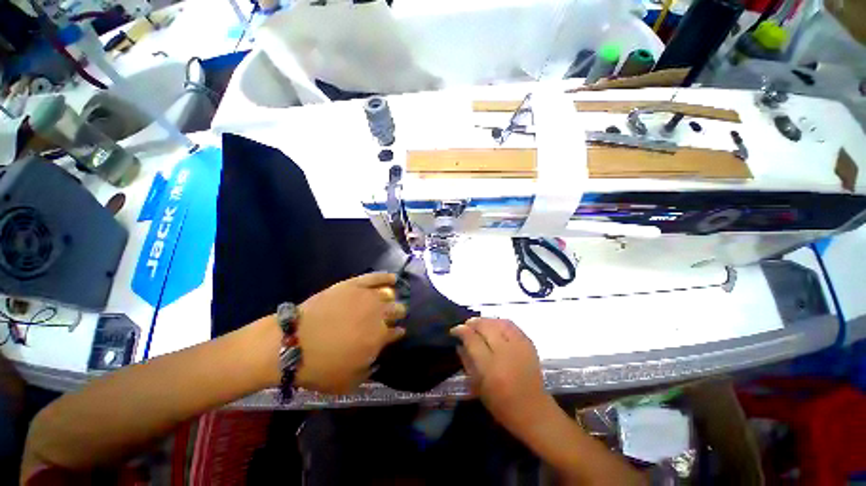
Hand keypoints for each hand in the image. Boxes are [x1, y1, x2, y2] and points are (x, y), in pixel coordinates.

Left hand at [295, 273, 406, 393]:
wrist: (292, 343)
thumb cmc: (320, 366)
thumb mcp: (347, 383)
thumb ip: (369, 370)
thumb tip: (377, 358)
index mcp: (379, 337)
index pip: (396, 332)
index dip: (396, 333)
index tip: (396, 333)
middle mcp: (379, 314)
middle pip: (397, 310)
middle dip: (397, 314)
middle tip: (390, 317)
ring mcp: (367, 296)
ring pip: (388, 294)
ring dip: (392, 299)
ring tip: (390, 299)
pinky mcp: (354, 285)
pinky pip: (376, 277)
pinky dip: (387, 277)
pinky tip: (393, 278)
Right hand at [451, 318, 552, 437]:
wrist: (534, 410)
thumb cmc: (501, 404)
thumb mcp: (477, 386)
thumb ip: (467, 361)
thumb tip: (459, 343)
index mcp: (491, 367)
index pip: (472, 339)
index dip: (461, 331)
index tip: (455, 330)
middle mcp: (505, 352)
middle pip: (486, 327)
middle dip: (473, 323)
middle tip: (466, 325)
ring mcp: (519, 346)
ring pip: (498, 322)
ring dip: (486, 320)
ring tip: (479, 324)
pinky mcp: (529, 344)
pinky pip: (511, 325)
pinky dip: (500, 322)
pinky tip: (494, 326)